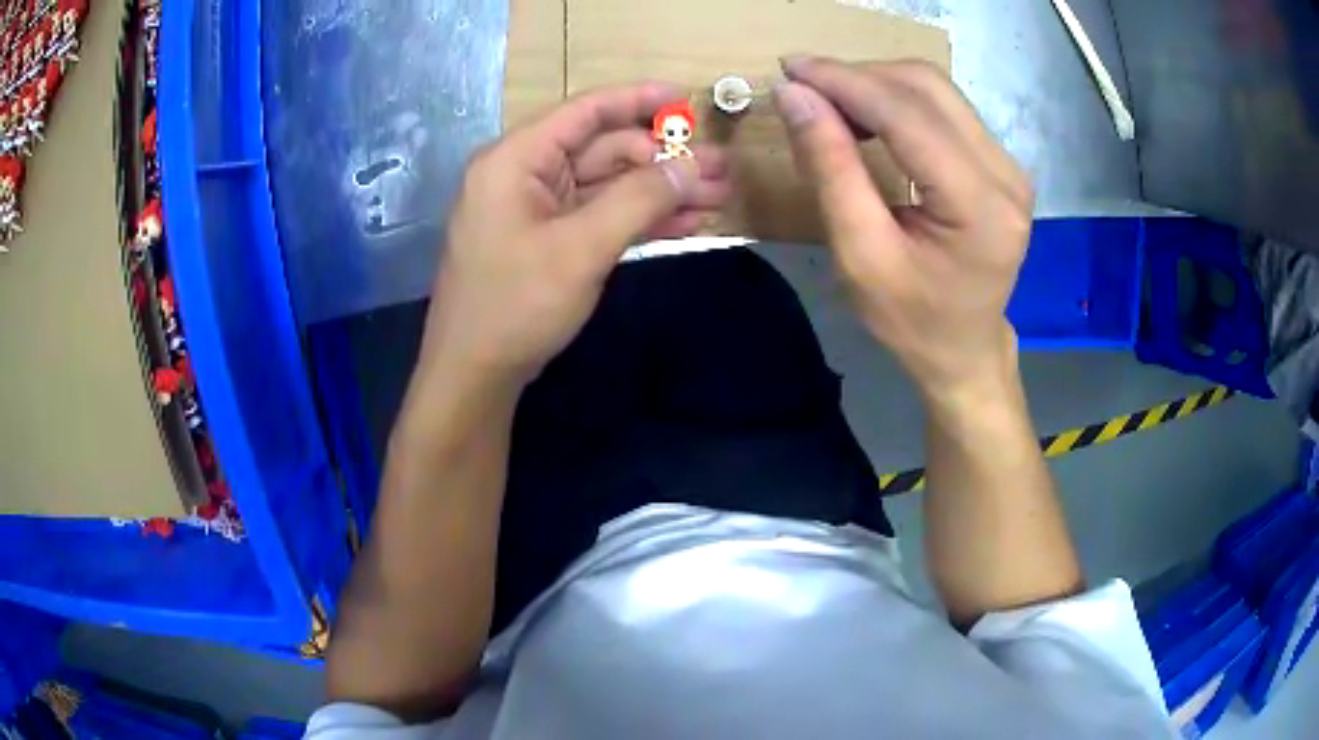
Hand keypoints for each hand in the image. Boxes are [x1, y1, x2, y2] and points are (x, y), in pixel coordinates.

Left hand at [419, 83, 730, 390]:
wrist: (476, 374)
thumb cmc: (516, 305)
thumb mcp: (581, 248)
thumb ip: (639, 199)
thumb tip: (691, 166)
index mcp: (516, 159)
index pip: (585, 112)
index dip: (638, 100)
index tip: (687, 99)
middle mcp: (525, 174)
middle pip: (604, 150)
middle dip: (664, 160)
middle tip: (721, 170)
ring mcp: (538, 209)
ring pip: (609, 185)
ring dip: (660, 191)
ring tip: (718, 197)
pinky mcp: (549, 240)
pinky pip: (600, 216)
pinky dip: (640, 218)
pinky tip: (686, 222)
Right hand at [773, 57, 1032, 399]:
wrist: (964, 349)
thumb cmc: (911, 320)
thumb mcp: (860, 255)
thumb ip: (831, 169)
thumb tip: (794, 96)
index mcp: (981, 207)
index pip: (908, 115)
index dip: (844, 82)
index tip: (789, 68)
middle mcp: (1006, 174)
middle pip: (927, 88)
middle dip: (858, 76)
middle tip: (803, 89)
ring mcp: (1008, 165)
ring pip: (936, 89)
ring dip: (876, 84)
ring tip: (829, 103)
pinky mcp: (1000, 163)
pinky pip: (945, 108)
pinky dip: (897, 100)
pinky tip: (866, 117)